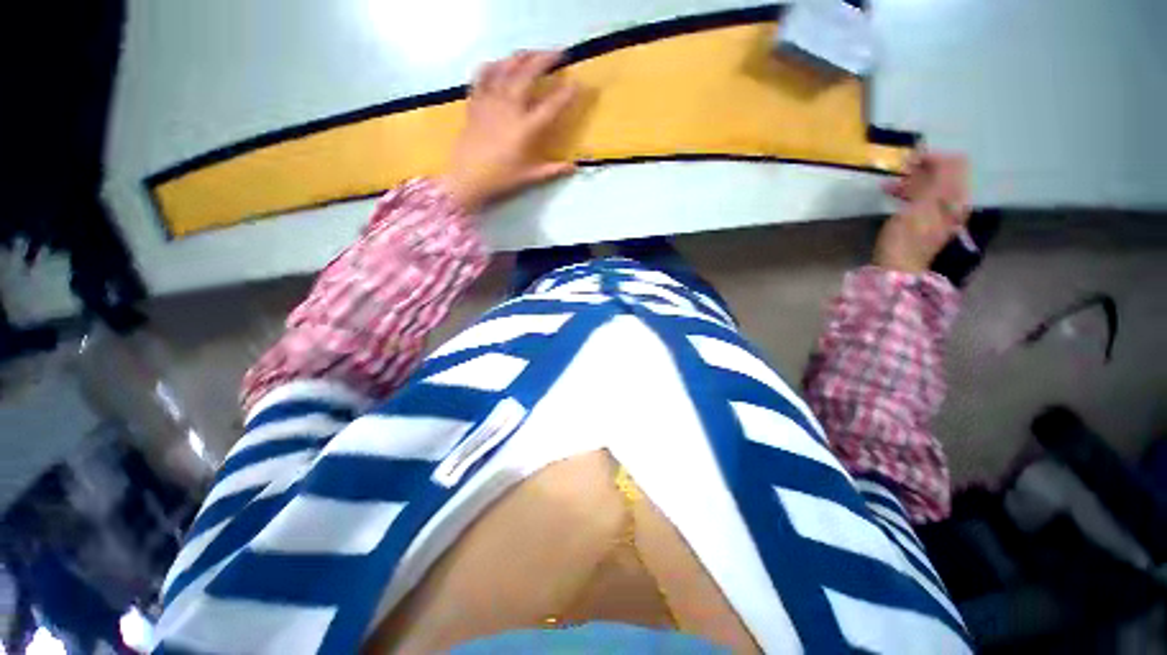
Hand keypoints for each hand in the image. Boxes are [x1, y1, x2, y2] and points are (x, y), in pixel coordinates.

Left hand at [440, 51, 578, 211]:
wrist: (468, 178)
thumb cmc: (501, 178)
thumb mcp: (530, 176)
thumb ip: (553, 170)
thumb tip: (574, 167)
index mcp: (526, 128)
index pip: (552, 105)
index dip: (567, 93)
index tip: (578, 84)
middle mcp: (510, 108)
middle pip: (528, 74)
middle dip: (545, 59)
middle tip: (558, 54)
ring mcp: (490, 102)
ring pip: (506, 68)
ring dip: (521, 57)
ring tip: (532, 54)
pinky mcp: (475, 102)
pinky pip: (482, 75)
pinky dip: (491, 66)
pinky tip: (498, 63)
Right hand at [874, 151, 969, 273]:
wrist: (897, 269)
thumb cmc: (906, 238)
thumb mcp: (919, 206)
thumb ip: (929, 180)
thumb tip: (929, 157)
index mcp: (956, 197)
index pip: (954, 164)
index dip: (933, 157)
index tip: (909, 160)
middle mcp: (955, 202)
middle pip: (944, 174)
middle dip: (922, 169)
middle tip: (898, 172)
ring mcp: (942, 213)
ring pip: (932, 186)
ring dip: (913, 182)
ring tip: (890, 185)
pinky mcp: (929, 222)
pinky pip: (925, 198)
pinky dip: (911, 193)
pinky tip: (895, 196)